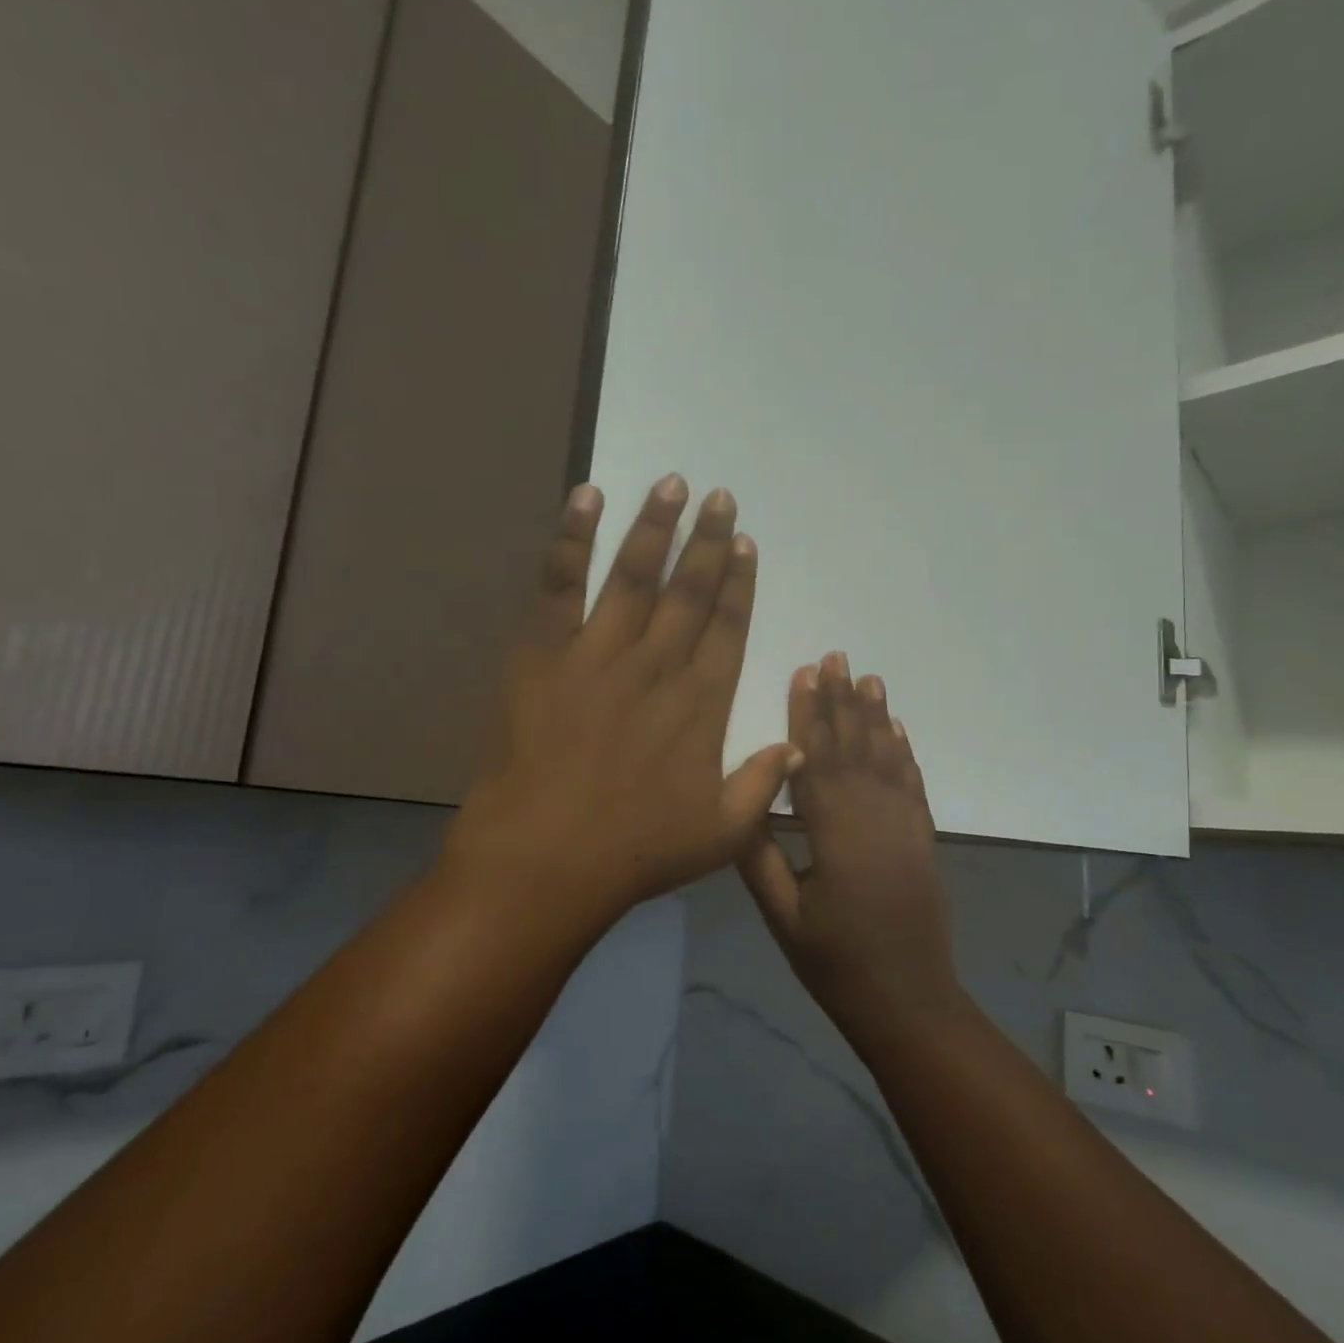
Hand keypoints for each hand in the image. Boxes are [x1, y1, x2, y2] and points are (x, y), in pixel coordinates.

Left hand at [445, 475, 799, 941]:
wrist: (546, 859)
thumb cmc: (636, 850)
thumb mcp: (721, 834)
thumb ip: (763, 785)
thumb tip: (798, 743)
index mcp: (701, 705)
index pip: (727, 629)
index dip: (738, 584)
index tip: (744, 544)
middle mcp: (657, 667)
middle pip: (688, 592)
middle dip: (706, 541)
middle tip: (718, 496)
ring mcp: (599, 655)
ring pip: (634, 576)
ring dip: (655, 527)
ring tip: (672, 483)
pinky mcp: (545, 654)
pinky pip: (560, 586)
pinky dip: (572, 539)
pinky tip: (587, 498)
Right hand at [738, 653, 964, 1034]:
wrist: (908, 1002)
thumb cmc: (835, 963)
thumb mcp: (782, 917)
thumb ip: (760, 857)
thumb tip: (740, 802)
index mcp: (836, 835)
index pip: (817, 761)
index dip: (808, 714)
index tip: (804, 672)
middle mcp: (876, 819)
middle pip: (855, 748)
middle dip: (842, 700)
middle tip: (836, 656)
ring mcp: (906, 826)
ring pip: (887, 758)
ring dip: (876, 715)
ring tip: (868, 676)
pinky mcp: (923, 838)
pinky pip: (913, 783)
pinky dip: (904, 752)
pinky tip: (897, 729)